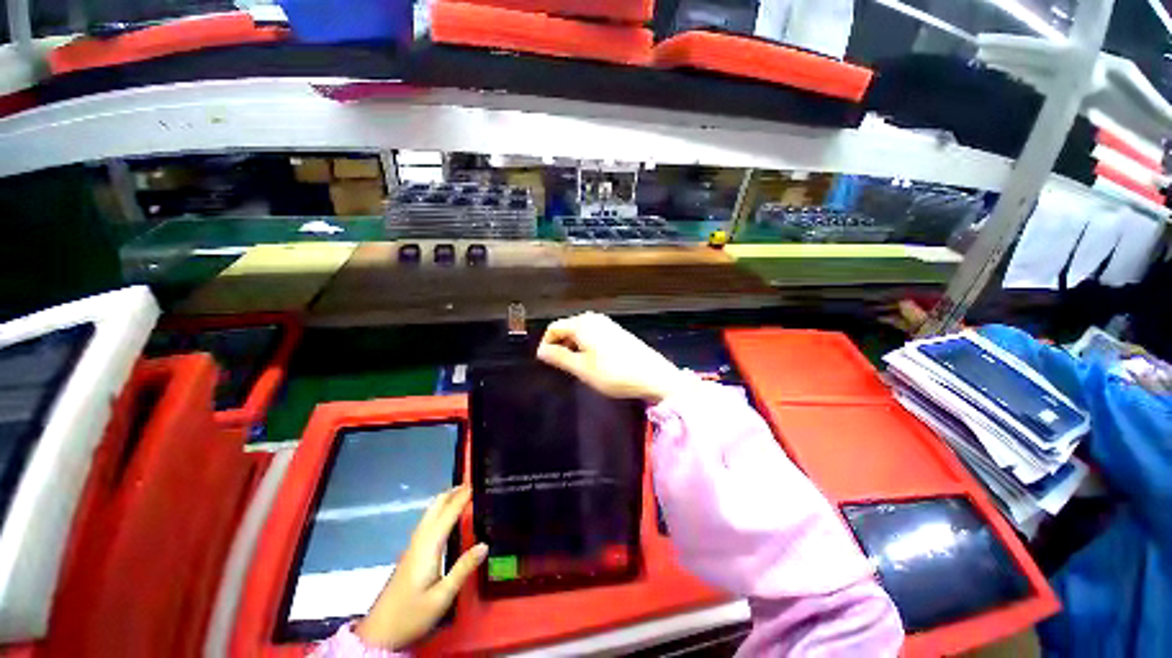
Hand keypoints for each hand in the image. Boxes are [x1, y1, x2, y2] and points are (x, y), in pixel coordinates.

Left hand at [354, 486, 486, 650]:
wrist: (379, 632)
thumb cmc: (412, 614)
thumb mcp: (442, 596)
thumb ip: (463, 569)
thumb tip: (485, 544)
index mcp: (429, 547)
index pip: (448, 515)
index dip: (462, 498)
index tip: (476, 484)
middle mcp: (420, 541)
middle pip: (435, 508)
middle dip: (452, 493)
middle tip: (471, 484)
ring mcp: (413, 546)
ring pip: (429, 514)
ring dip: (445, 500)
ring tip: (462, 494)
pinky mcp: (411, 554)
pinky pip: (427, 522)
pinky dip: (439, 511)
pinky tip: (445, 517)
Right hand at [537, 312, 686, 402]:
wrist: (652, 375)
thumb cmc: (613, 373)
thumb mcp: (581, 368)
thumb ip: (559, 357)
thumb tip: (541, 350)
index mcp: (582, 323)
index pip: (554, 328)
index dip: (546, 344)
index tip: (546, 363)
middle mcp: (594, 319)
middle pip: (567, 328)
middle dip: (559, 345)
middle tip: (561, 367)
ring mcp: (607, 324)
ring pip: (580, 332)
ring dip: (572, 347)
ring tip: (575, 367)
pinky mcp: (616, 332)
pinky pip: (592, 335)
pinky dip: (585, 346)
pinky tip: (592, 362)